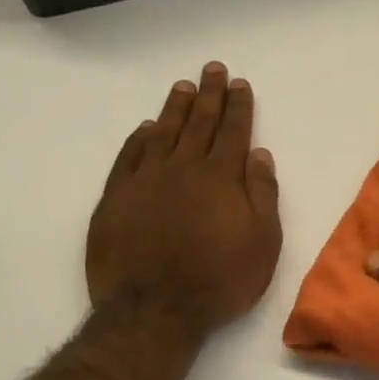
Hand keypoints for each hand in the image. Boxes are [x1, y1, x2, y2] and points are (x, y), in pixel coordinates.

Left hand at [86, 63, 281, 340]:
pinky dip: (139, 139)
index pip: (233, 131)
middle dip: (209, 94)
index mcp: (220, 177)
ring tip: (183, 87)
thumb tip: (259, 154)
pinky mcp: (116, 199)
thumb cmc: (219, 279)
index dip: (238, 106)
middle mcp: (183, 169)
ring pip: (163, 133)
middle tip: (213, 69)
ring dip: (175, 108)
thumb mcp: (263, 242)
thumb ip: (262, 194)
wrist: (154, 310)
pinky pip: (128, 157)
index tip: (239, 83)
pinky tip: (145, 128)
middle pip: (198, 123)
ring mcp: (145, 181)